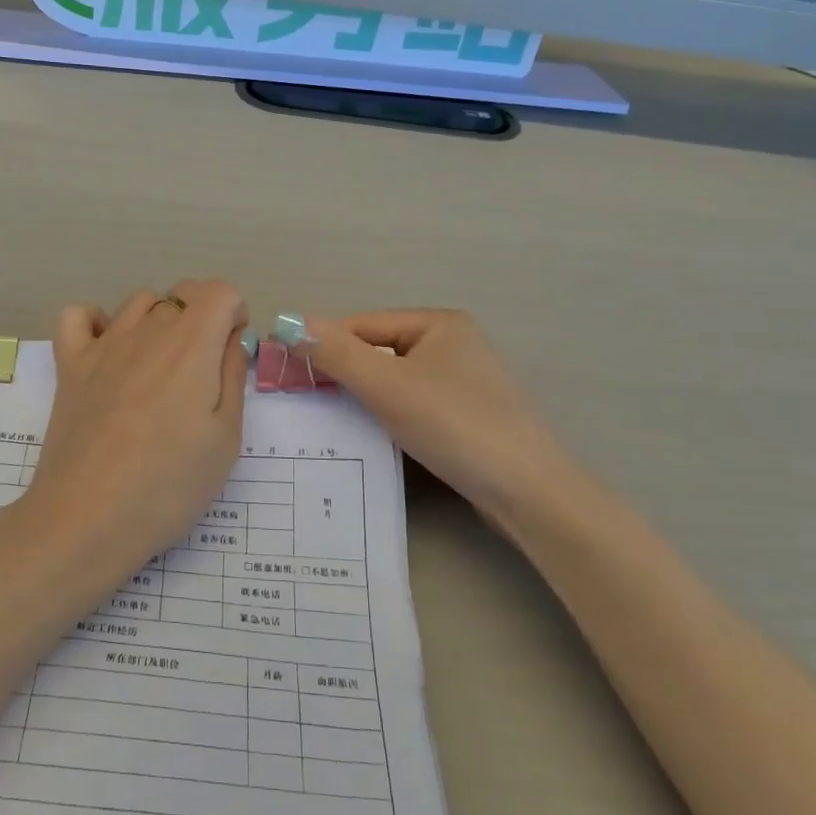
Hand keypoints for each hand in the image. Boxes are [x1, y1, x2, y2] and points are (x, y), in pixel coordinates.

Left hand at [32, 280, 249, 566]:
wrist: (88, 518)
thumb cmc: (169, 485)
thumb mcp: (225, 439)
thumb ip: (232, 378)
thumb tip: (231, 341)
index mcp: (192, 345)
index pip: (220, 290)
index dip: (235, 314)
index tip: (230, 354)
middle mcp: (147, 331)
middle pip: (182, 296)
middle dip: (202, 321)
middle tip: (201, 375)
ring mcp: (103, 345)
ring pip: (139, 302)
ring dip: (158, 321)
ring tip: (159, 368)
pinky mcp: (70, 365)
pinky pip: (78, 316)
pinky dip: (96, 323)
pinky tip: (108, 353)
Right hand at [310, 309, 584, 527]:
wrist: (528, 492)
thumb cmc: (454, 425)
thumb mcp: (386, 385)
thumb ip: (336, 353)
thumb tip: (288, 322)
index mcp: (439, 323)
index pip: (364, 324)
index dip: (324, 345)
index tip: (287, 371)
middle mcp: (455, 344)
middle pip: (379, 351)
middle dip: (343, 372)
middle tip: (305, 398)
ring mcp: (465, 382)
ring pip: (396, 381)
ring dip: (364, 396)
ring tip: (332, 418)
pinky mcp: (469, 417)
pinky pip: (415, 405)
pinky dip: (390, 415)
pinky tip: (373, 436)